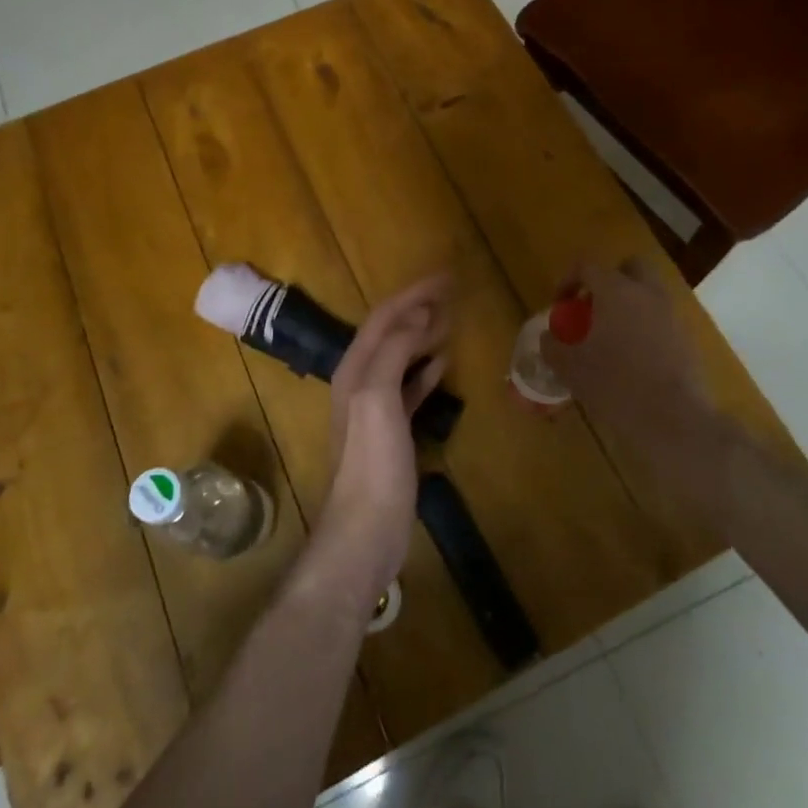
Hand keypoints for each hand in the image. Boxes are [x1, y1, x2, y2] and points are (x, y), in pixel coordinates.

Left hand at [313, 274, 451, 605]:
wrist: (365, 529)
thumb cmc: (372, 463)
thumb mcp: (378, 399)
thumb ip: (394, 352)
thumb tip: (419, 314)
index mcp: (355, 369)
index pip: (384, 318)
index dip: (413, 294)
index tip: (446, 277)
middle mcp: (360, 382)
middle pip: (390, 333)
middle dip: (418, 309)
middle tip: (452, 292)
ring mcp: (375, 408)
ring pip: (400, 357)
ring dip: (422, 335)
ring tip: (450, 321)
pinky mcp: (391, 432)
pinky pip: (408, 387)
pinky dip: (424, 370)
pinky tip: (442, 365)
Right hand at [539, 260, 730, 503]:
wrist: (673, 418)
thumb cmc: (615, 384)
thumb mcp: (571, 368)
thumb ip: (553, 347)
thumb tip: (548, 338)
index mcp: (616, 290)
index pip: (588, 266)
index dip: (568, 279)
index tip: (560, 304)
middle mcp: (647, 293)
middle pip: (629, 267)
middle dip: (609, 280)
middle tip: (592, 307)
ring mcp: (671, 314)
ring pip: (648, 293)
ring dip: (629, 305)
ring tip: (611, 337)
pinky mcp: (687, 338)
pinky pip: (661, 319)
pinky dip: (646, 327)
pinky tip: (633, 358)